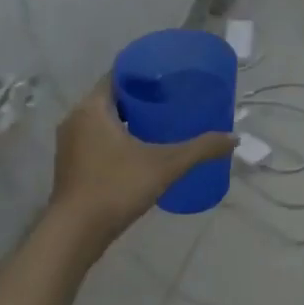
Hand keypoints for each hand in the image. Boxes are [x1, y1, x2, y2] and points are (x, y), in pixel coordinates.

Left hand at [50, 78, 235, 245]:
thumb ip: (201, 149)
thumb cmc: (117, 187)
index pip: (117, 75)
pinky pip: (95, 140)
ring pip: (102, 121)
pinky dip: (115, 139)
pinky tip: (138, 152)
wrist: (76, 232)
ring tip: (159, 126)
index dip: (143, 73)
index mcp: (92, 108)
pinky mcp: (70, 165)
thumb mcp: (166, 165)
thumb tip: (234, 138)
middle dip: (140, 98)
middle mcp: (75, 119)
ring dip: (127, 120)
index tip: (168, 77)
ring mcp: (69, 143)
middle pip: (111, 98)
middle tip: (171, 101)